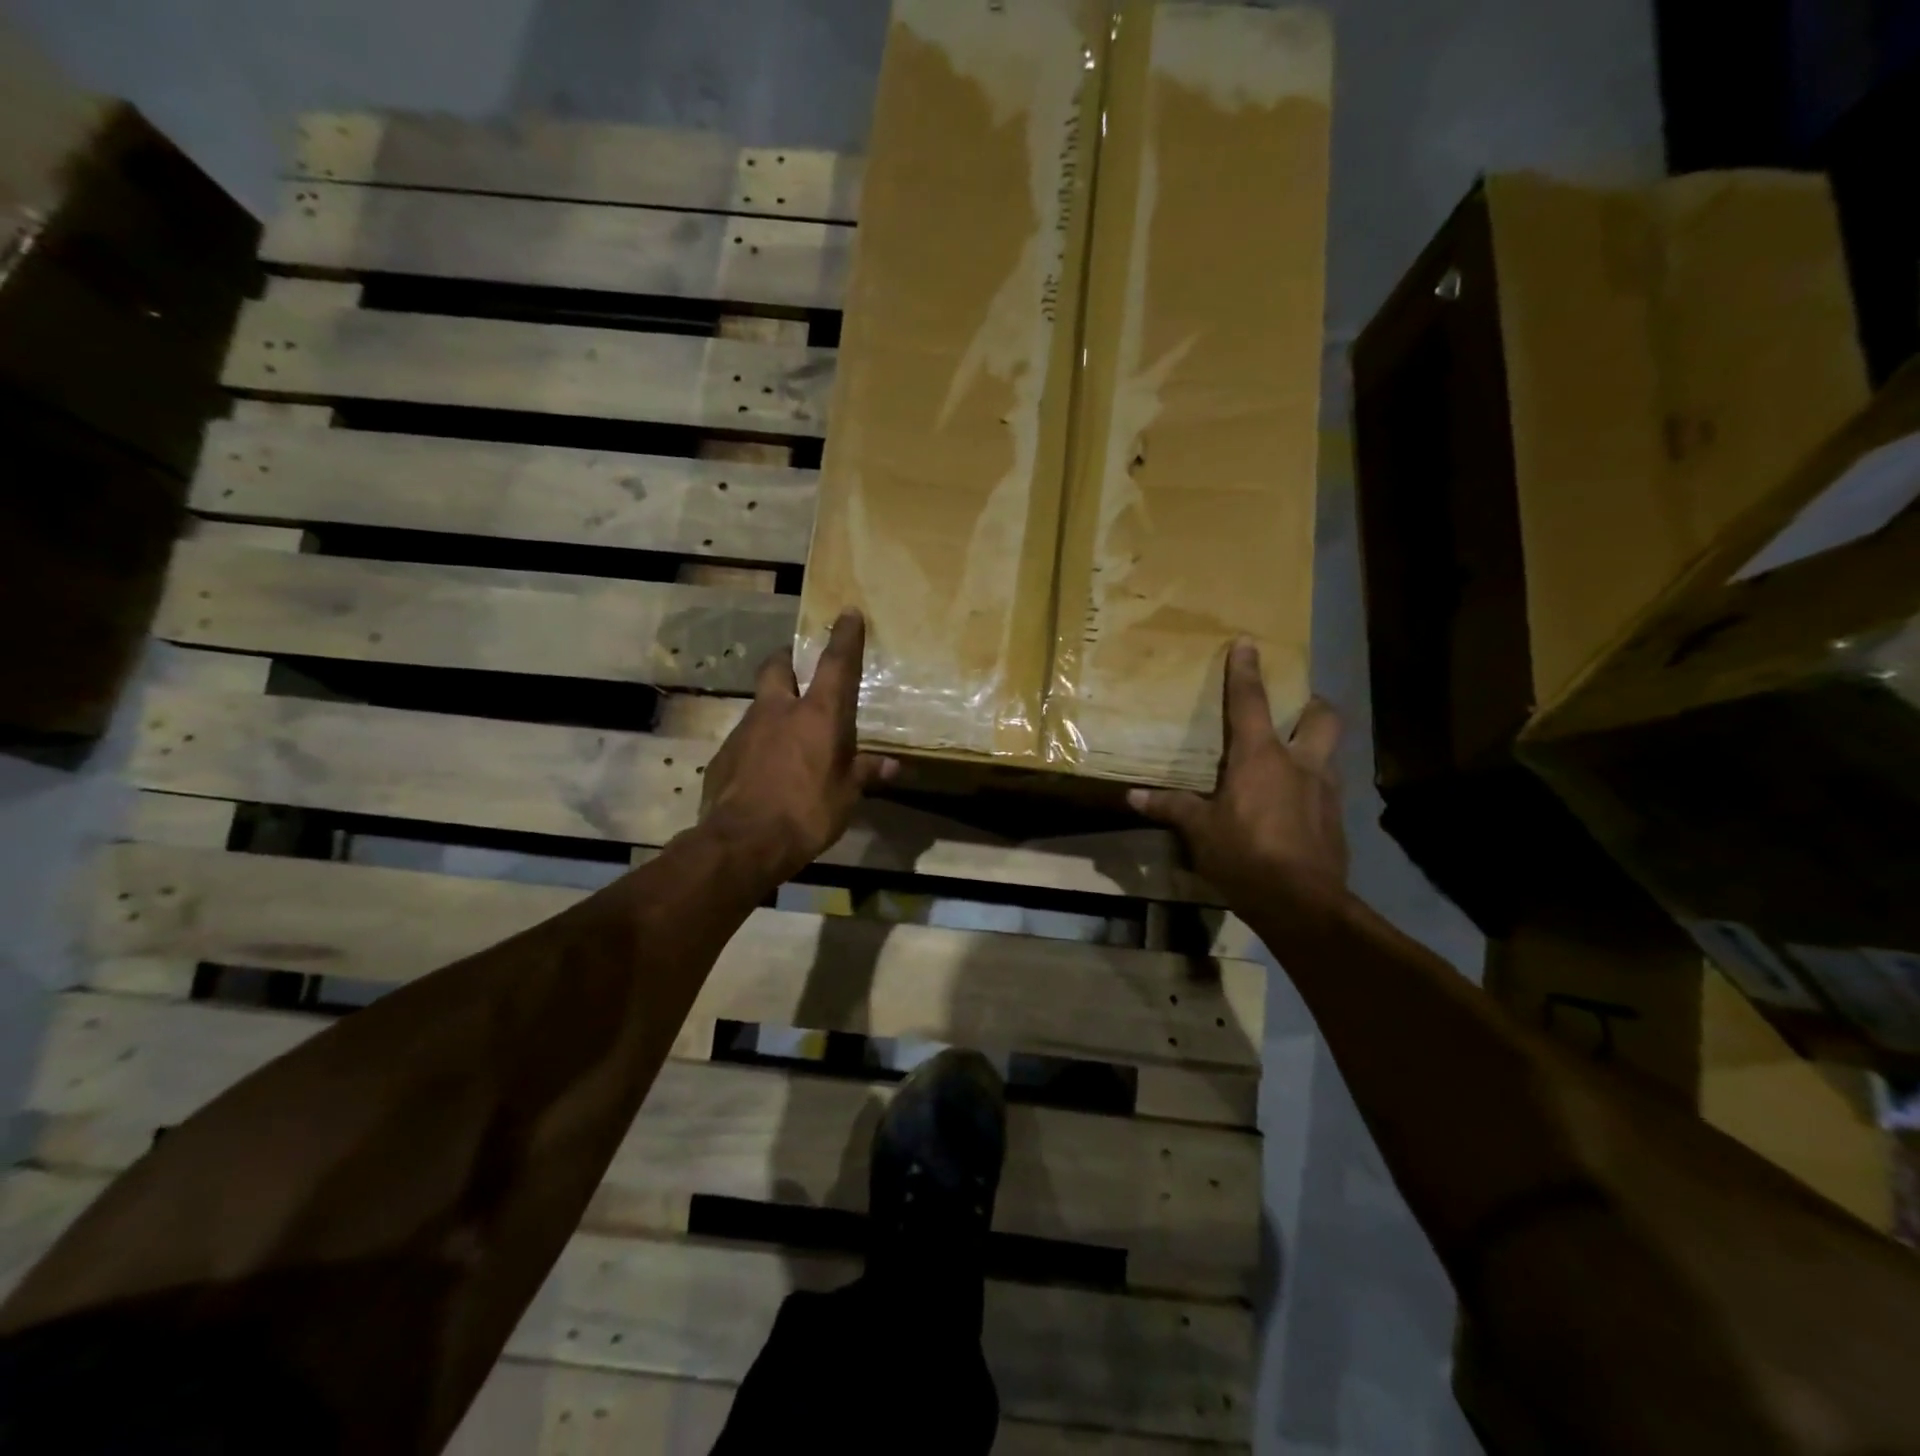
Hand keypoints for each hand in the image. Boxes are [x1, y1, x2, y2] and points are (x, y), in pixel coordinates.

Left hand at [699, 608, 898, 884]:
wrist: (743, 841)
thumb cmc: (807, 812)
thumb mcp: (846, 796)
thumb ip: (866, 774)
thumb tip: (893, 765)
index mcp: (817, 715)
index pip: (835, 664)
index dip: (844, 637)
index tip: (847, 613)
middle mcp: (778, 710)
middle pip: (778, 667)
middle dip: (788, 660)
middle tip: (799, 669)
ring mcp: (745, 729)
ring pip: (760, 704)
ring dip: (774, 709)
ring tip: (788, 733)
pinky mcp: (723, 754)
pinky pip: (745, 738)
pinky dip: (758, 744)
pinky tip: (765, 770)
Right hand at [1128, 640, 1347, 913]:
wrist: (1302, 903)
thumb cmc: (1245, 855)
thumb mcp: (1200, 831)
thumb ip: (1171, 808)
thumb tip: (1133, 797)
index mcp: (1261, 757)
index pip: (1250, 702)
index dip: (1246, 671)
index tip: (1248, 644)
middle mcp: (1300, 763)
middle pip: (1323, 717)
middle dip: (1312, 705)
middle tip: (1296, 710)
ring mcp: (1325, 791)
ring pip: (1331, 752)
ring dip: (1316, 746)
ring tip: (1292, 760)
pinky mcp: (1337, 820)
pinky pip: (1328, 789)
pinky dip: (1312, 788)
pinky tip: (1295, 807)